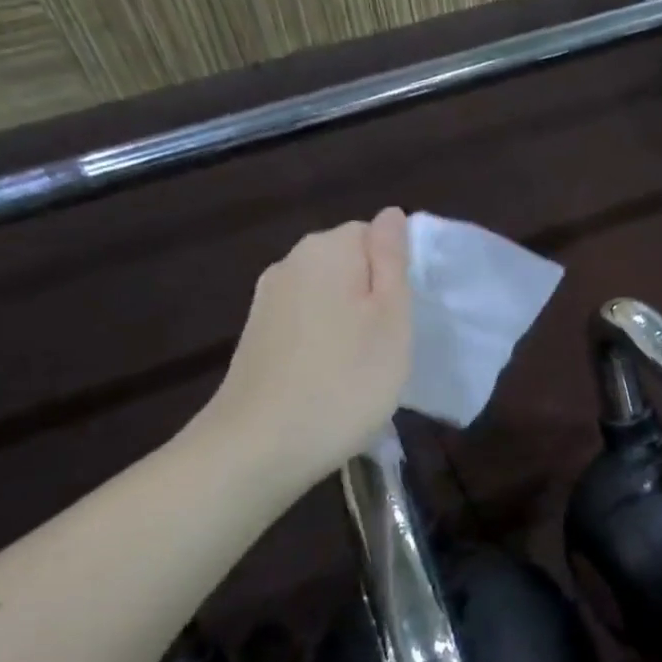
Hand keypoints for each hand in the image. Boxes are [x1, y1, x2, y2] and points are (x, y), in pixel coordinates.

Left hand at [194, 210, 412, 489]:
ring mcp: (267, 301)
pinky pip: (305, 324)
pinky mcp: (256, 337)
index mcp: (327, 249)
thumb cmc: (345, 380)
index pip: (374, 234)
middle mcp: (290, 263)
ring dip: (349, 322)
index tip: (405, 317)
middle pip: (348, 264)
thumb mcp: (392, 318)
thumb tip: (391, 214)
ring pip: (327, 296)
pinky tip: (329, 379)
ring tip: (362, 369)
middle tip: (390, 347)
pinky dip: (323, 344)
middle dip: (372, 297)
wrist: (260, 446)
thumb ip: (392, 259)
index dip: (397, 273)